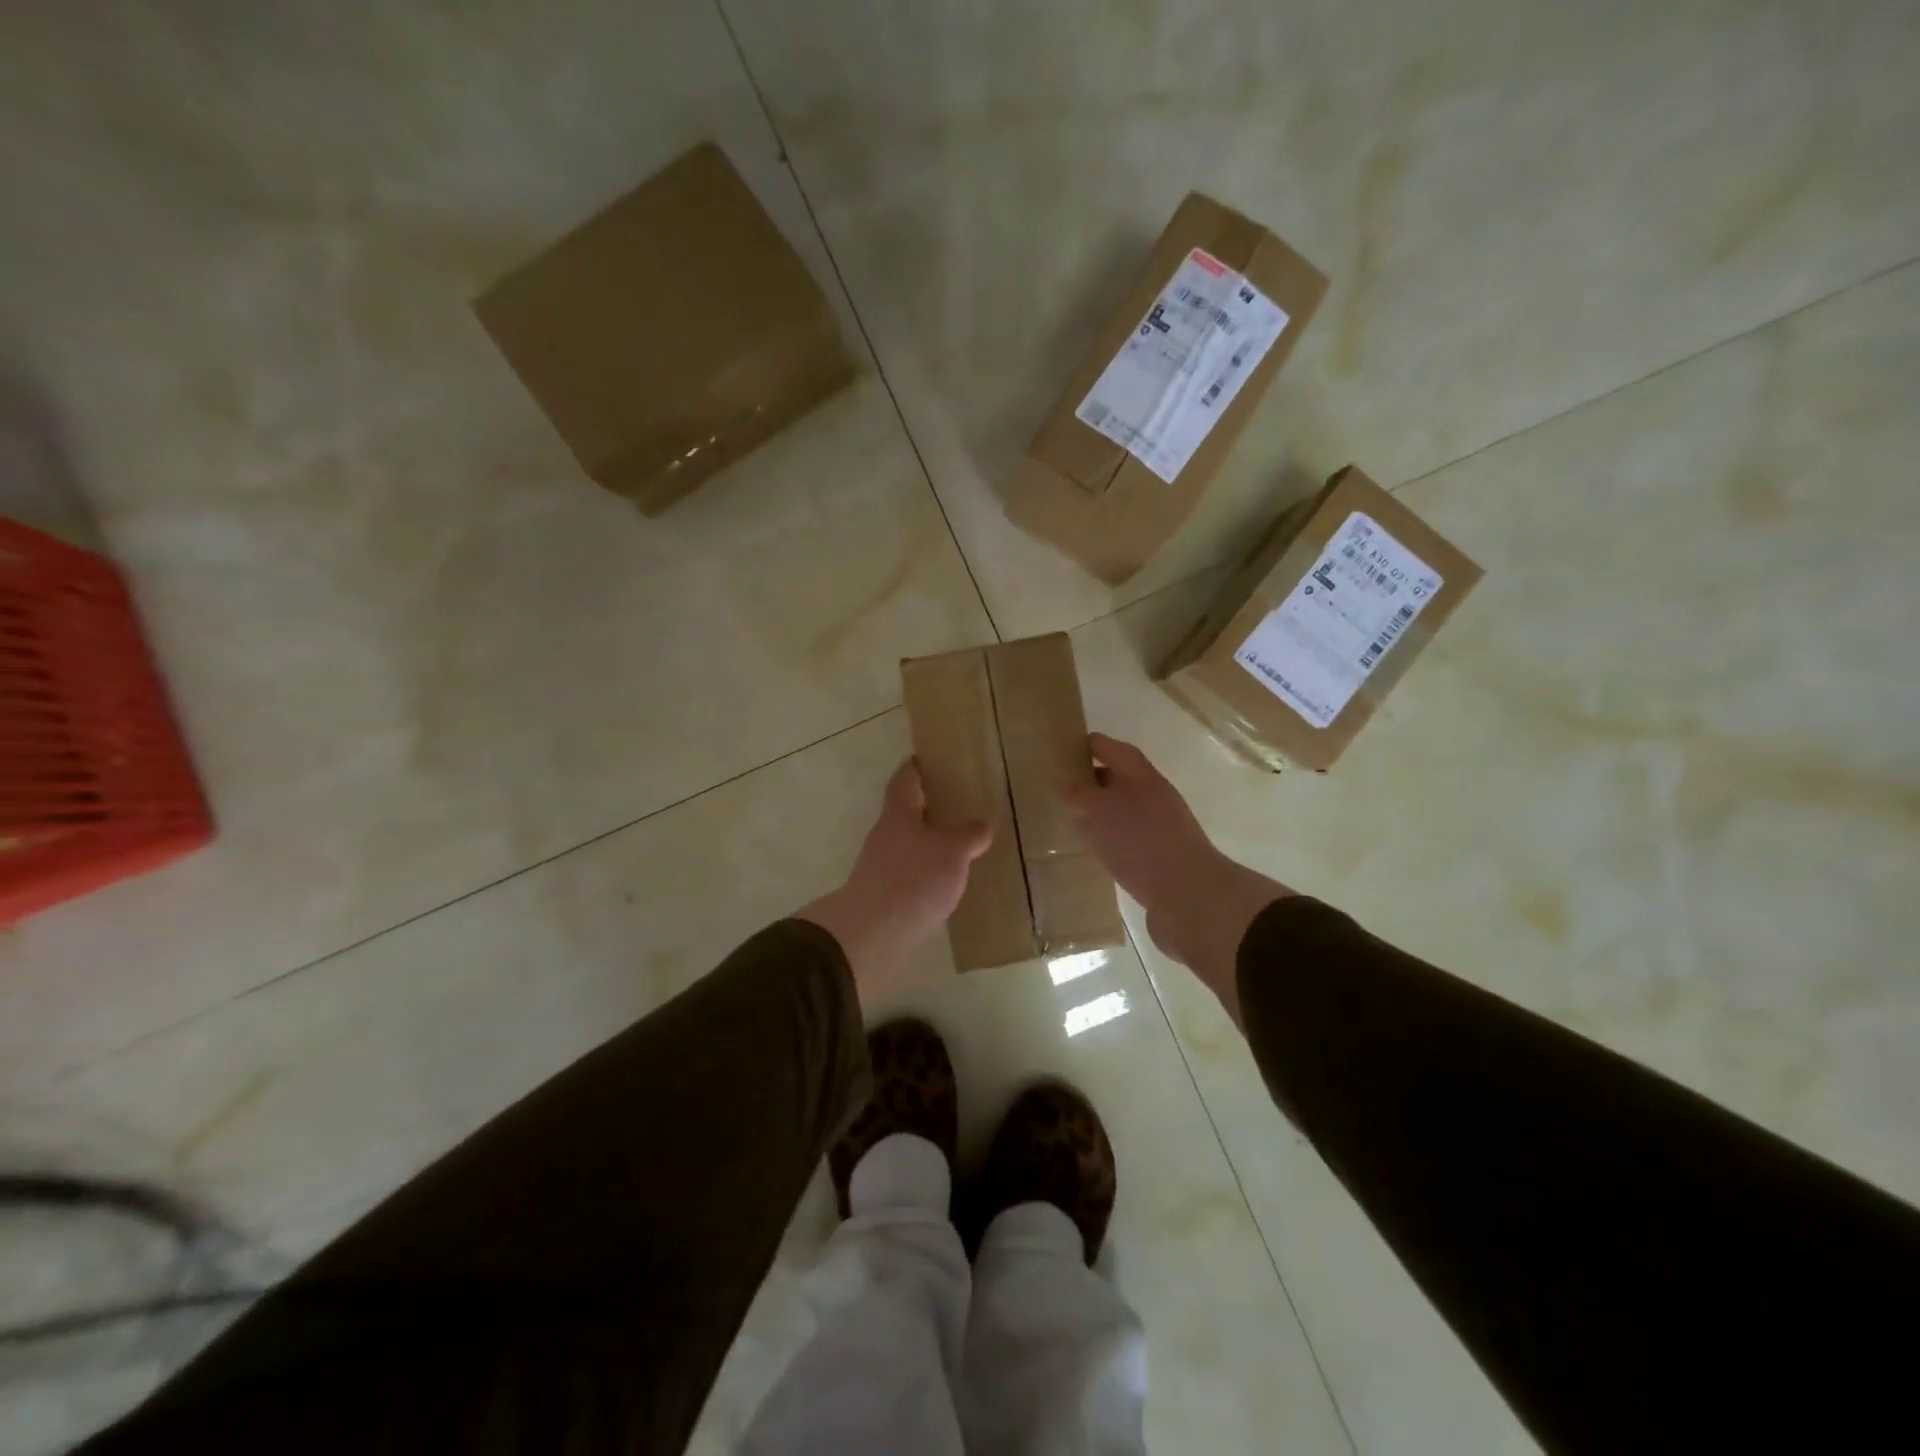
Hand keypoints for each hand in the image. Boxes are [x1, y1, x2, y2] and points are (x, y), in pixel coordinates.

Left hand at [800, 760, 991, 1000]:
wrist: (873, 932)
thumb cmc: (914, 879)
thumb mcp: (952, 853)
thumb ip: (969, 835)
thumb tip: (983, 824)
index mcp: (899, 813)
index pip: (906, 779)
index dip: (917, 767)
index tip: (931, 760)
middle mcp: (885, 833)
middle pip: (906, 810)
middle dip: (929, 806)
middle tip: (958, 801)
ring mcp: (880, 863)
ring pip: (908, 841)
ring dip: (928, 839)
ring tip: (958, 842)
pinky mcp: (883, 891)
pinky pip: (909, 869)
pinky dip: (926, 867)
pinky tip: (945, 878)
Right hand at [1066, 734, 1291, 1019]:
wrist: (1188, 896)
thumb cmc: (1141, 842)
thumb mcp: (1101, 811)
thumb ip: (1081, 795)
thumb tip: (1067, 787)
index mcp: (1142, 777)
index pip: (1115, 750)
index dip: (1093, 745)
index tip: (1067, 746)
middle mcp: (1153, 798)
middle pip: (1120, 780)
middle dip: (1092, 779)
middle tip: (1060, 784)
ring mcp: (1158, 830)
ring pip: (1122, 812)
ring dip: (1099, 812)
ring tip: (1069, 815)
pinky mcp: (1156, 860)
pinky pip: (1125, 840)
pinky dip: (1106, 839)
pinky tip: (1090, 848)